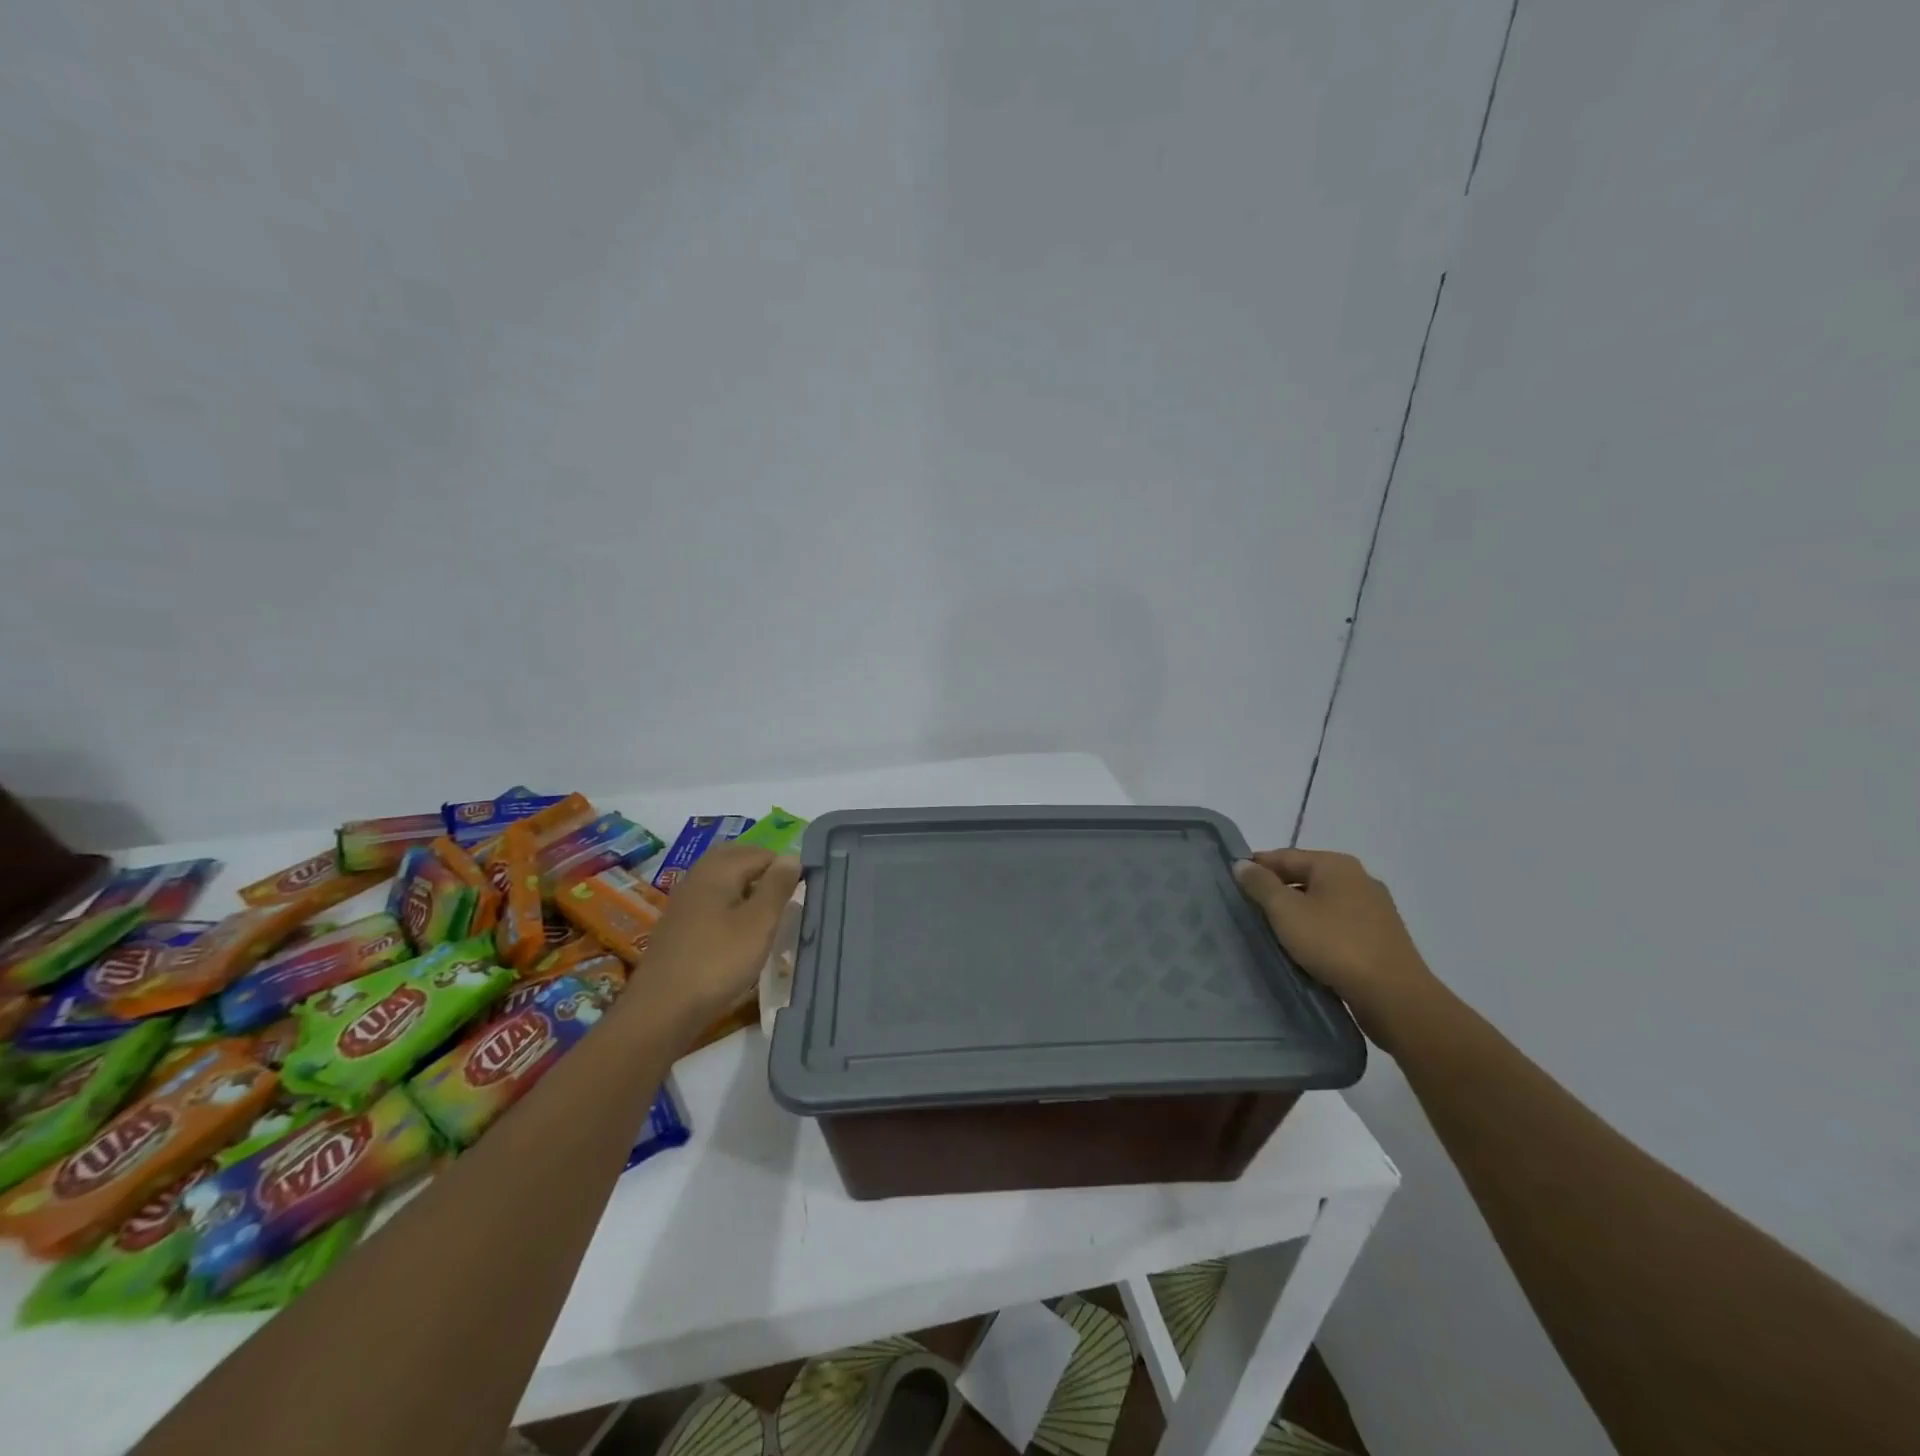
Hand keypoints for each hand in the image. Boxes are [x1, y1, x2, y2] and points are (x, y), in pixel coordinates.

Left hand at [639, 845, 801, 1035]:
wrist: (662, 1008)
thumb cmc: (718, 961)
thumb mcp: (759, 923)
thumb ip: (777, 886)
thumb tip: (792, 856)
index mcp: (718, 869)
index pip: (761, 853)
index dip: (785, 868)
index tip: (801, 893)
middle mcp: (698, 876)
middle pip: (736, 858)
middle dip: (763, 869)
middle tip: (786, 894)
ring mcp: (684, 900)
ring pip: (722, 878)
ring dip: (746, 886)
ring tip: (767, 912)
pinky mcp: (678, 924)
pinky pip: (710, 899)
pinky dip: (729, 903)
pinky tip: (738, 929)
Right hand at [1233, 849, 1444, 1050]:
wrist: (1394, 996)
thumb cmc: (1334, 944)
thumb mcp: (1286, 911)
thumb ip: (1260, 885)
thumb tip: (1241, 864)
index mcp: (1336, 864)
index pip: (1285, 856)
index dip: (1256, 867)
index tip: (1232, 884)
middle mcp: (1358, 878)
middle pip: (1305, 877)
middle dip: (1276, 891)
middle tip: (1248, 909)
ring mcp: (1374, 908)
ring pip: (1323, 902)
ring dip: (1298, 912)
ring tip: (1273, 931)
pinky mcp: (1381, 936)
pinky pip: (1339, 923)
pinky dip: (1318, 929)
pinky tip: (1305, 948)